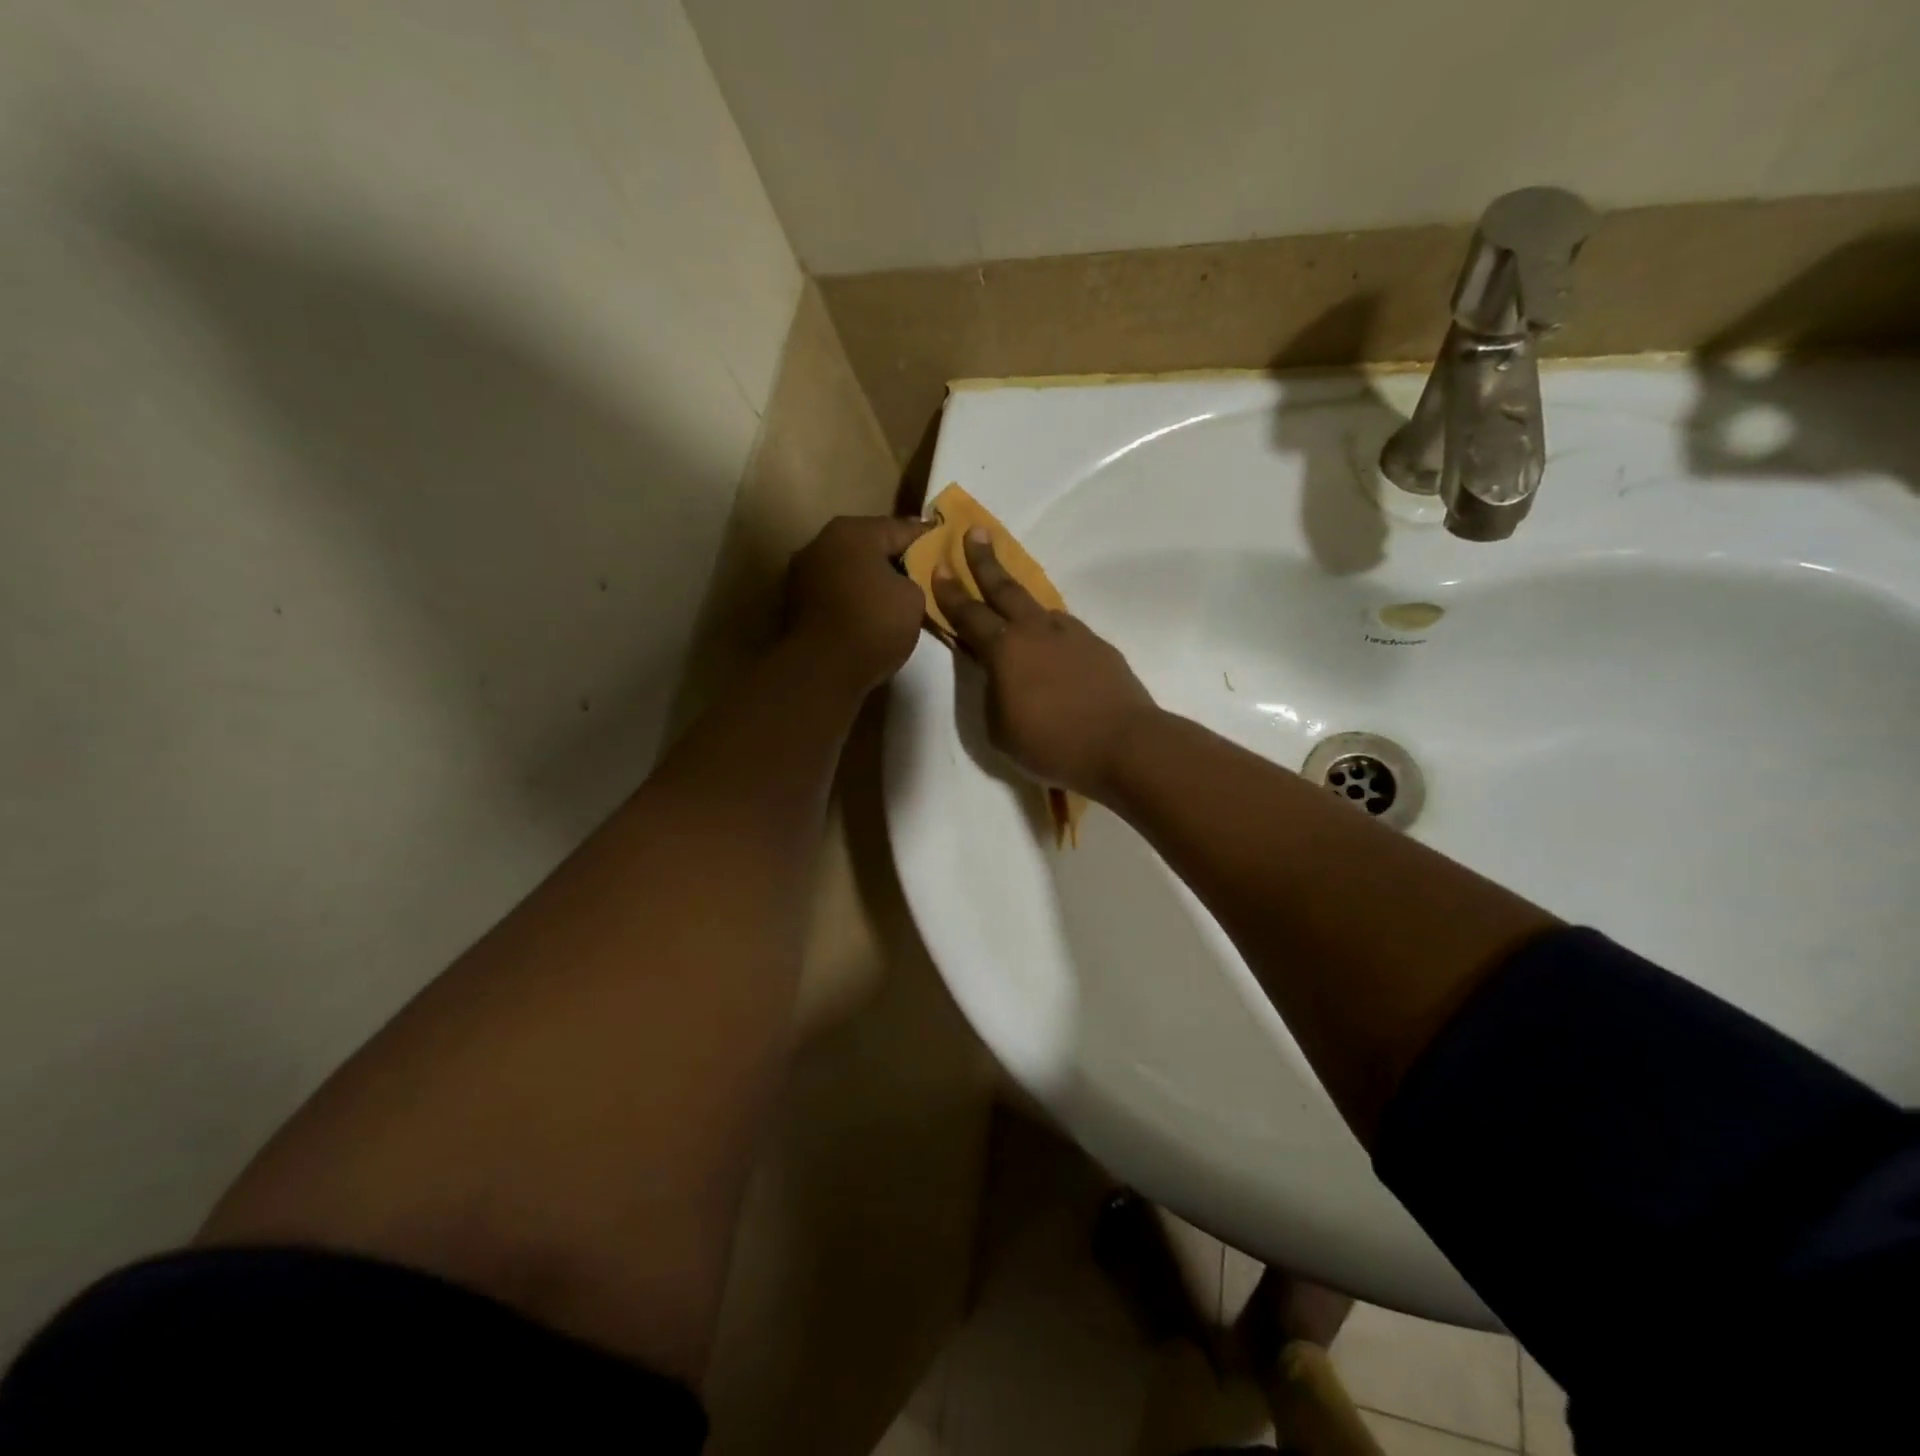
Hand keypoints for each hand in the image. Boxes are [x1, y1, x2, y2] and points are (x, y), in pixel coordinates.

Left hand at [785, 515, 931, 691]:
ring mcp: (803, 572)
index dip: (929, 539)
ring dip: (871, 579)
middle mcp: (822, 542)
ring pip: (850, 569)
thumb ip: (915, 577)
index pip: (902, 528)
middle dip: (896, 558)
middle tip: (925, 573)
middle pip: (871, 545)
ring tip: (898, 596)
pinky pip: (836, 591)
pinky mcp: (795, 602)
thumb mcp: (914, 598)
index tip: (947, 547)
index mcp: (853, 531)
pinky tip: (871, 612)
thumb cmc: (874, 624)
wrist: (822, 671)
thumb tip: (905, 578)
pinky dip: (854, 597)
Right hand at [932, 530, 1158, 797]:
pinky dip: (1051, 630)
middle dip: (986, 561)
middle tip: (976, 532)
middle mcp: (1037, 631)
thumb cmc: (1052, 743)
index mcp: (1005, 650)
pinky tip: (1052, 645)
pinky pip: (1065, 630)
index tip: (938, 565)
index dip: (950, 592)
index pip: (969, 614)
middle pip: (1005, 589)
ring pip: (1039, 608)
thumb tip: (1000, 677)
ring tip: (1013, 597)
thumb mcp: (1000, 729)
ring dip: (1022, 597)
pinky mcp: (1098, 647)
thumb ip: (992, 695)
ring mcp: (1072, 635)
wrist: (1124, 743)